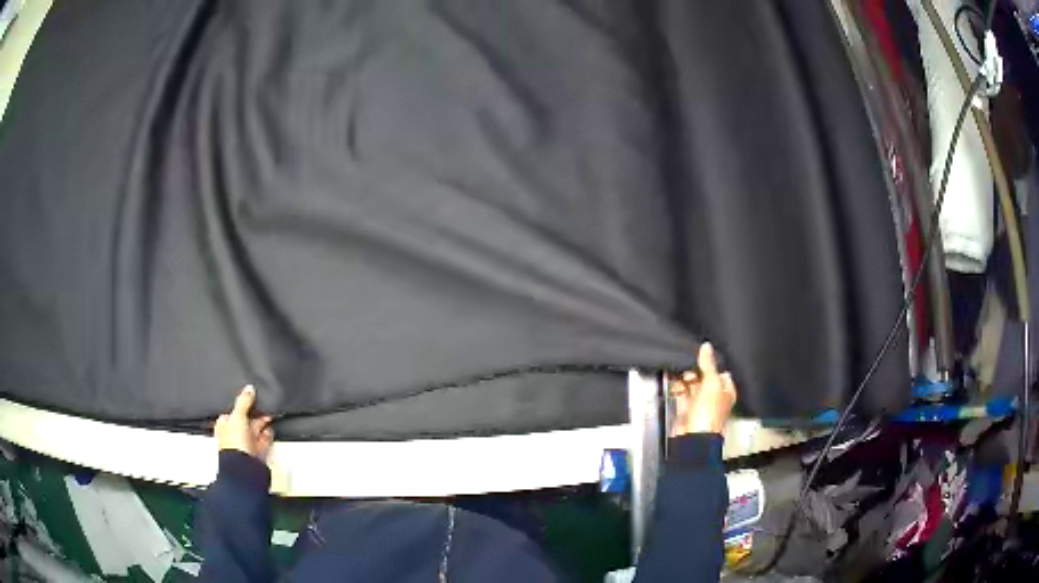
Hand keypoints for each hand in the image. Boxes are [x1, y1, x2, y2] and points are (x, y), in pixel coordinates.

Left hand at [215, 385, 273, 458]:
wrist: (244, 467)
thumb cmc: (233, 445)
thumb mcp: (237, 416)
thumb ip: (243, 401)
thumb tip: (249, 389)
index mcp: (224, 426)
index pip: (232, 411)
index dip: (241, 404)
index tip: (251, 397)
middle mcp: (234, 435)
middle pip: (245, 420)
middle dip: (254, 413)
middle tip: (263, 405)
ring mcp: (246, 445)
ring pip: (255, 430)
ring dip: (263, 423)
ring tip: (270, 414)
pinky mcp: (257, 452)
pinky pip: (264, 440)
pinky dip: (268, 434)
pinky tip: (271, 428)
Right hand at [669, 343, 736, 436]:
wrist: (693, 437)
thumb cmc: (709, 414)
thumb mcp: (712, 383)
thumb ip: (708, 364)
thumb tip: (707, 347)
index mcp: (726, 391)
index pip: (720, 372)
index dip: (712, 362)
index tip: (702, 352)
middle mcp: (713, 397)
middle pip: (704, 377)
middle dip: (695, 369)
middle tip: (688, 360)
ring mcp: (699, 404)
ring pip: (691, 385)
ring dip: (684, 377)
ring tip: (677, 366)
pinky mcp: (685, 409)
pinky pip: (680, 393)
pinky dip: (675, 386)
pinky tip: (671, 377)